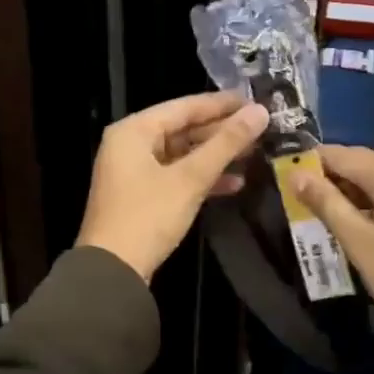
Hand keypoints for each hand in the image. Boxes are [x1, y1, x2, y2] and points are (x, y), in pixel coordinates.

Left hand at [77, 92, 268, 281]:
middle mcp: (130, 144)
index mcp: (134, 130)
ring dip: (215, 155)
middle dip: (221, 132)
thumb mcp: (190, 178)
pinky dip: (202, 177)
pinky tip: (234, 183)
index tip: (255, 101)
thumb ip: (226, 144)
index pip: (184, 106)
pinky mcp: (141, 195)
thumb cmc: (148, 216)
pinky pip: (176, 175)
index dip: (222, 104)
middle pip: (182, 129)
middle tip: (260, 129)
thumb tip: (260, 112)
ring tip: (254, 153)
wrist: (112, 272)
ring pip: (182, 153)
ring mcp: (134, 171)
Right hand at [292, 144, 373, 364]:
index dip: (310, 162)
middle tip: (293, 202)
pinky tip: (350, 230)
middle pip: (360, 165)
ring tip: (315, 217)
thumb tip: (297, 174)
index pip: (341, 153)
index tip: (281, 177)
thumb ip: (328, 205)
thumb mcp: (361, 244)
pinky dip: (367, 208)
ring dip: (345, 196)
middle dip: (326, 180)